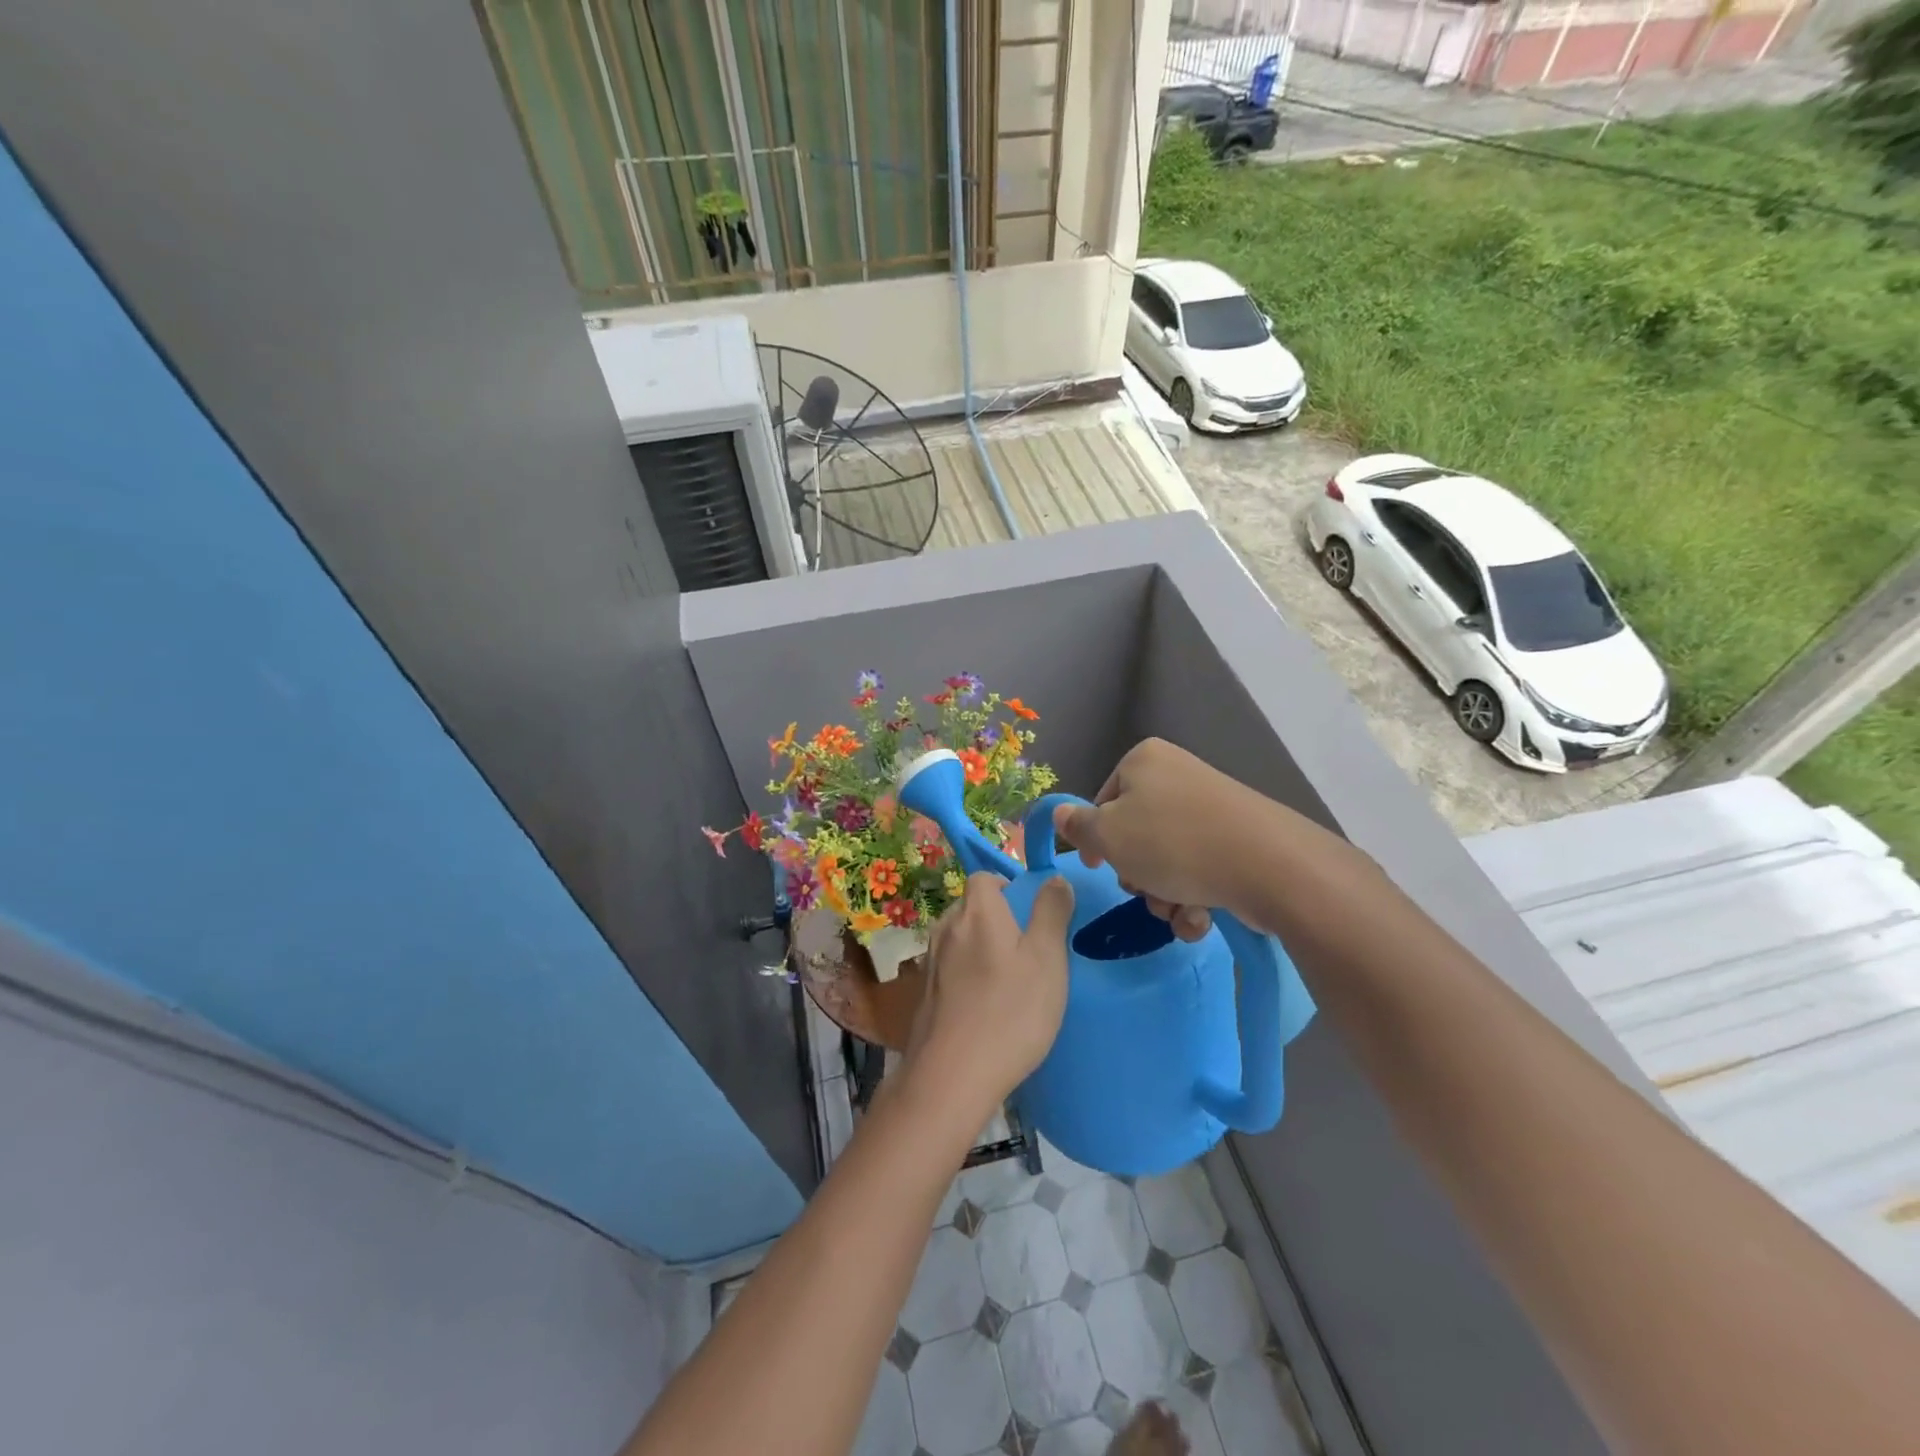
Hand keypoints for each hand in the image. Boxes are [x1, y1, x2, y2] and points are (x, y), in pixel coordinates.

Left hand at [905, 872, 1073, 1115]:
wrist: (952, 1076)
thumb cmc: (1010, 1011)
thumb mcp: (1047, 959)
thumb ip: (1052, 913)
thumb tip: (1054, 879)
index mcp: (976, 911)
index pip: (984, 877)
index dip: (1007, 887)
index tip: (1030, 914)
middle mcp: (946, 927)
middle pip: (971, 907)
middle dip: (996, 919)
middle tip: (1027, 950)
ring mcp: (931, 962)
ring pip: (960, 939)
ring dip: (981, 949)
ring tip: (1009, 980)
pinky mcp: (925, 994)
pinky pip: (950, 969)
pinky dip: (967, 976)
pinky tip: (986, 1006)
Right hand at [1053, 738, 1272, 942]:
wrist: (1267, 865)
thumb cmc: (1172, 843)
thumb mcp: (1108, 836)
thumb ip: (1078, 827)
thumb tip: (1059, 813)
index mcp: (1144, 761)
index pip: (1103, 801)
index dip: (1098, 840)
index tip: (1100, 868)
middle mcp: (1178, 775)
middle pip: (1136, 833)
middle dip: (1137, 873)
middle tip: (1145, 889)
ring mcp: (1212, 807)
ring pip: (1167, 858)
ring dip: (1163, 894)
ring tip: (1177, 910)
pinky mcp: (1240, 839)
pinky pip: (1200, 868)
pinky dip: (1194, 898)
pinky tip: (1201, 917)